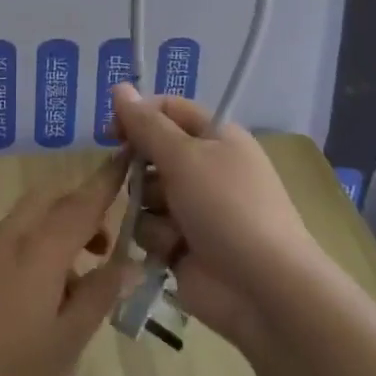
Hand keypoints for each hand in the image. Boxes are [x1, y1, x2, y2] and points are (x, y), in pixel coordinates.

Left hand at [0, 153, 135, 375]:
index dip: (107, 180)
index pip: (81, 202)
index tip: (128, 157)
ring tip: (79, 288)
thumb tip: (130, 262)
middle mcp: (8, 238)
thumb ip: (99, 295)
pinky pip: (12, 243)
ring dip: (59, 233)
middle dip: (81, 209)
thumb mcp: (66, 344)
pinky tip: (44, 303)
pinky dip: (36, 252)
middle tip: (106, 250)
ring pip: (30, 221)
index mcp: (37, 249)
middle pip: (50, 200)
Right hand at [111, 82, 322, 351]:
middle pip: (152, 153)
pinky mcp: (183, 245)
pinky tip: (173, 251)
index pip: (168, 110)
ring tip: (171, 226)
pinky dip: (158, 239)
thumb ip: (146, 124)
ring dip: (149, 209)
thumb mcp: (184, 156)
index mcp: (215, 137)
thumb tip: (119, 87)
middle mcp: (204, 168)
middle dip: (139, 168)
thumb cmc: (227, 207)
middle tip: (135, 179)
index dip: (138, 115)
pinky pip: (150, 230)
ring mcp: (194, 209)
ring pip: (145, 194)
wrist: (263, 288)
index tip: (112, 131)